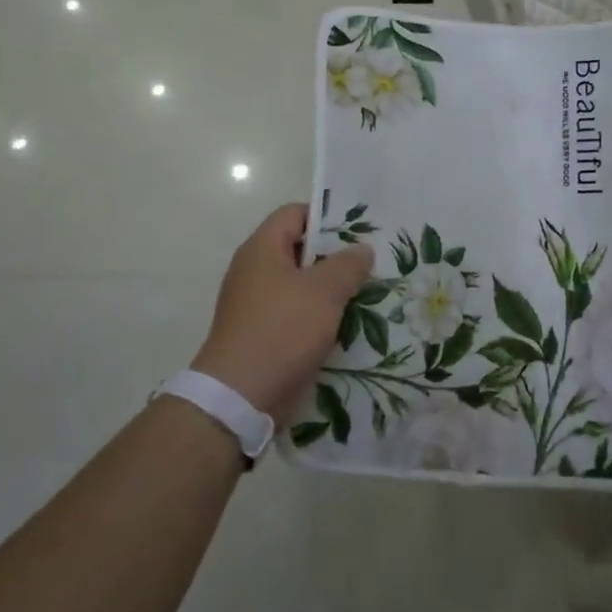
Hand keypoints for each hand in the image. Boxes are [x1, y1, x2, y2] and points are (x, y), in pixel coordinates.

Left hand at [191, 204, 373, 417]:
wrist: (241, 398)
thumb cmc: (282, 330)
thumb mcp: (324, 291)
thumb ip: (347, 264)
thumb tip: (362, 249)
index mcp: (262, 249)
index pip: (295, 214)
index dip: (326, 217)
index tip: (359, 232)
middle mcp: (255, 272)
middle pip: (300, 250)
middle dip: (335, 257)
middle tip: (370, 264)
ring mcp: (258, 305)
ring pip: (302, 286)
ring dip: (332, 292)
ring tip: (367, 294)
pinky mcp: (264, 335)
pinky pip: (297, 316)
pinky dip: (320, 318)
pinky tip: (349, 327)